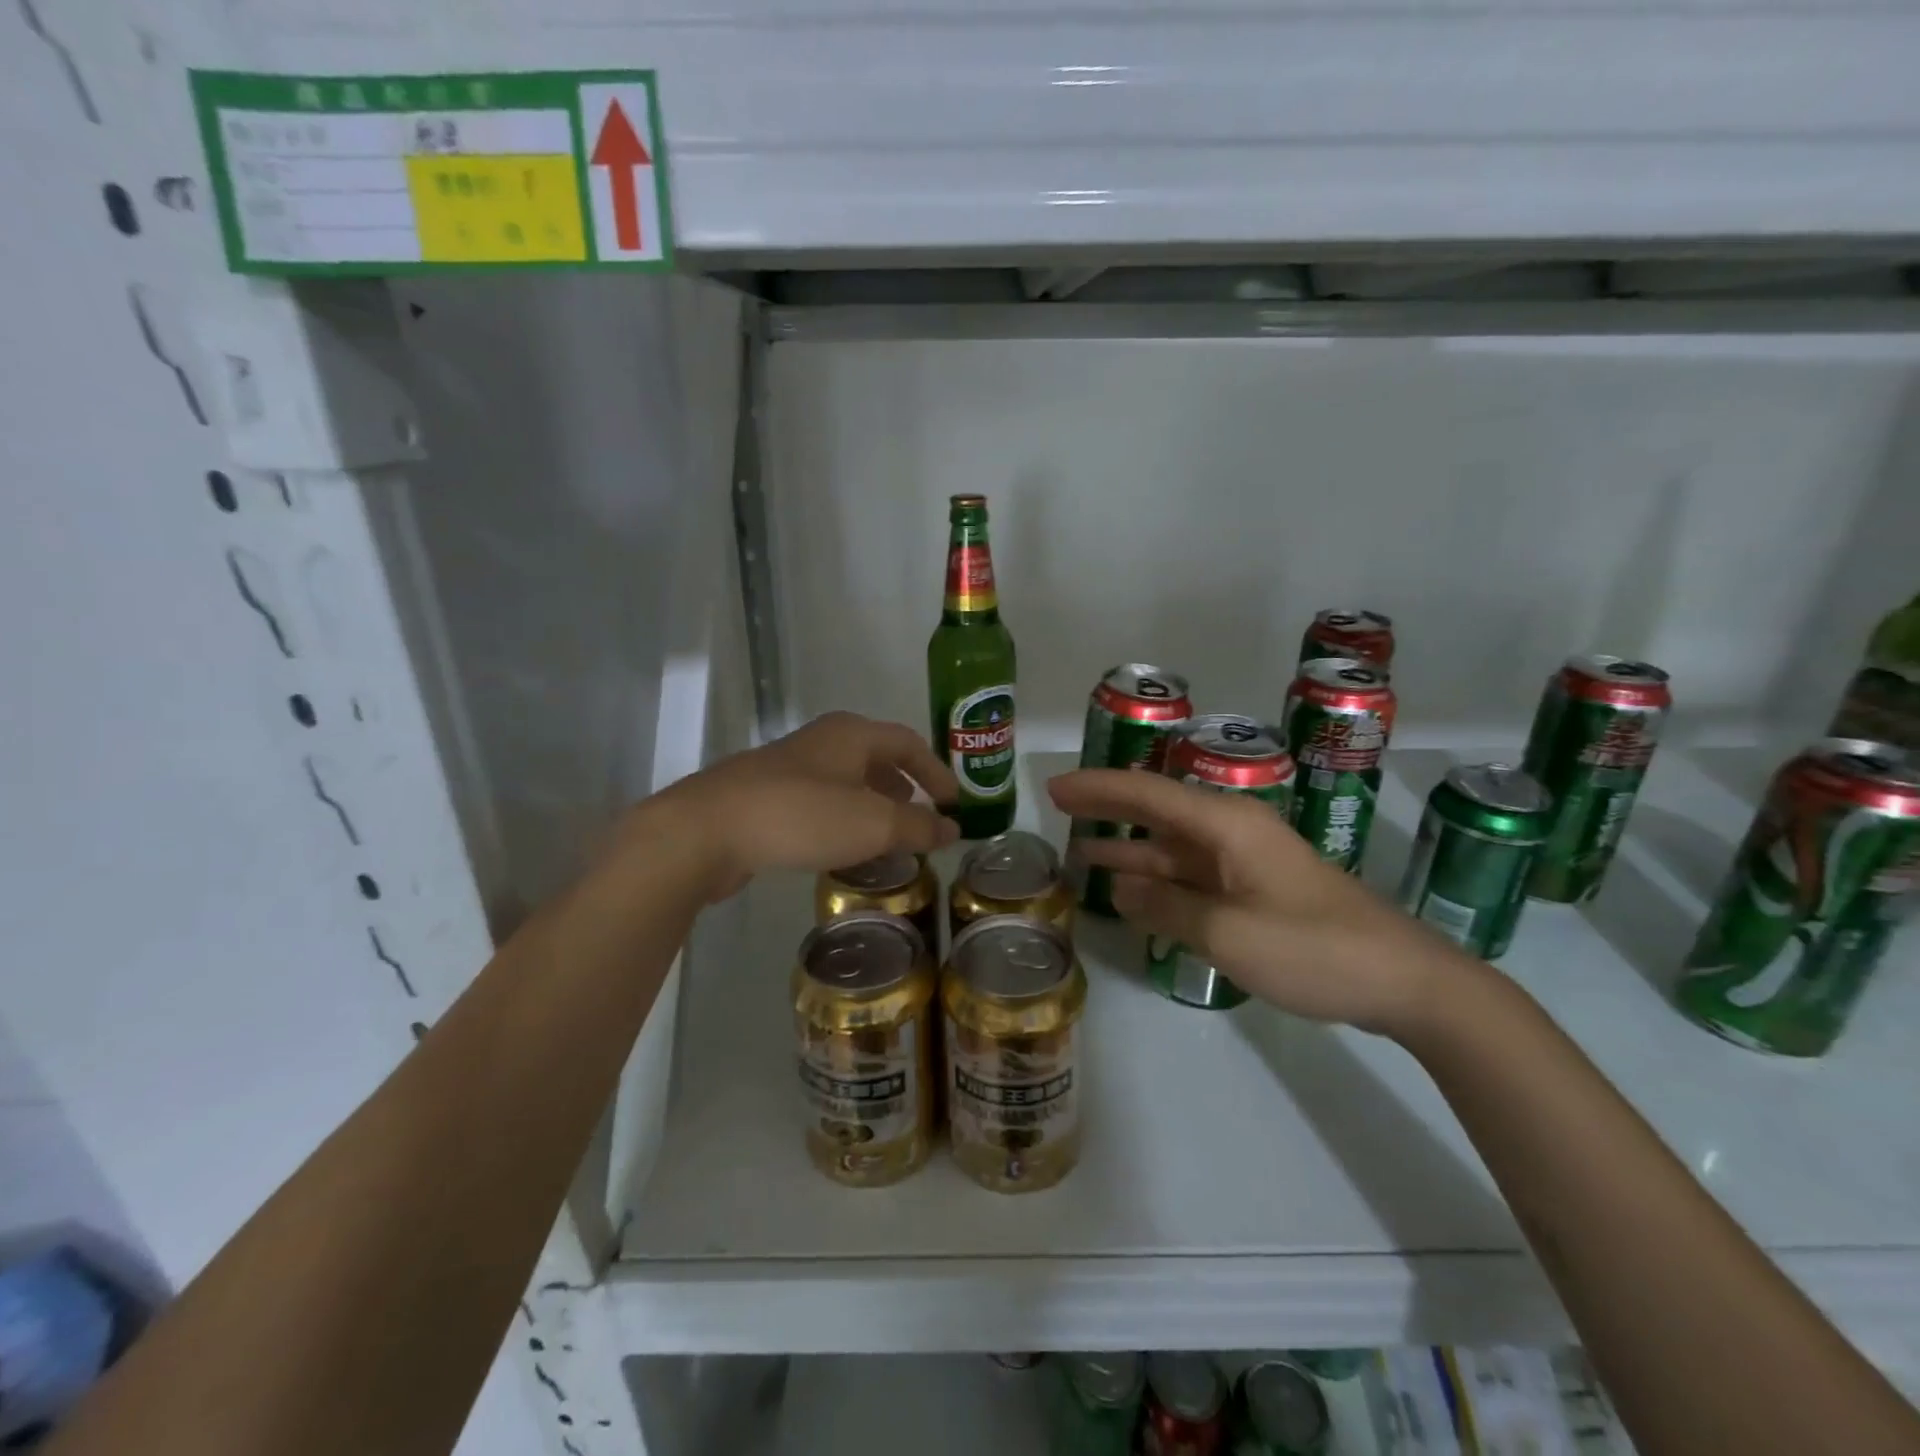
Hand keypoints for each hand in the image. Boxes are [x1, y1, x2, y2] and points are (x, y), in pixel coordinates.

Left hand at [643, 712, 959, 900]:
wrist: (706, 830)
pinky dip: (842, 818)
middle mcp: (821, 741)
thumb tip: (952, 828)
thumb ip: (917, 826)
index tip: (953, 803)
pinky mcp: (763, 795)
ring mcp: (788, 766)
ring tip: (886, 835)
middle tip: (921, 816)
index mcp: (851, 735)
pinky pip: (819, 801)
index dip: (935, 772)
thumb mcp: (872, 823)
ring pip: (845, 780)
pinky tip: (840, 846)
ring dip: (872, 804)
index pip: (908, 743)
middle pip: (875, 756)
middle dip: (903, 785)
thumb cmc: (801, 815)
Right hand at [1049, 768, 1473, 1035]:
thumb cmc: (1313, 948)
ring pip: (1173, 845)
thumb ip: (1167, 907)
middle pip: (1158, 810)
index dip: (1098, 788)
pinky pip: (1192, 874)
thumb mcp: (1229, 932)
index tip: (1054, 788)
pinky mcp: (1254, 890)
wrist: (1403, 980)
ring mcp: (1245, 861)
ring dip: (1129, 846)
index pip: (1148, 794)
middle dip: (1108, 806)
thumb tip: (1121, 887)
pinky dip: (1158, 878)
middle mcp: (1232, 832)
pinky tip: (1131, 889)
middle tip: (1058, 805)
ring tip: (1080, 848)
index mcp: (1227, 825)